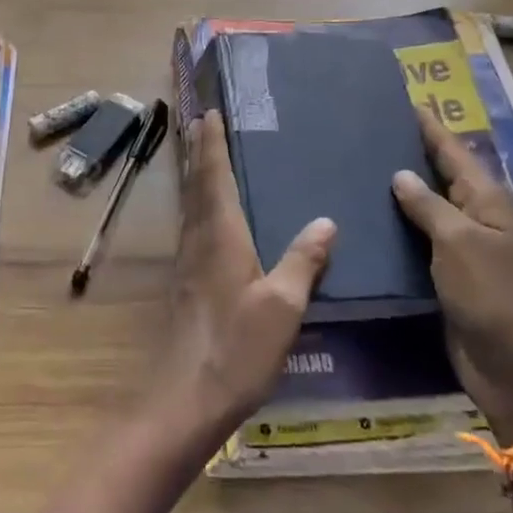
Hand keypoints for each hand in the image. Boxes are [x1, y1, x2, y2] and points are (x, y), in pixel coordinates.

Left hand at [151, 110, 335, 448]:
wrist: (186, 399)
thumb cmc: (237, 348)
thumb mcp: (282, 305)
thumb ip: (303, 260)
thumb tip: (326, 220)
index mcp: (220, 236)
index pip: (214, 177)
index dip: (212, 144)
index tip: (209, 113)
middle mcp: (198, 241)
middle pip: (196, 186)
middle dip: (199, 153)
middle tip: (202, 123)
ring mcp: (187, 264)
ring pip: (191, 207)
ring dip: (196, 178)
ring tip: (205, 158)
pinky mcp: (186, 285)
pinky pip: (193, 230)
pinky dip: (200, 207)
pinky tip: (212, 220)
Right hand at [393, 109, 512, 438]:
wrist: (512, 364)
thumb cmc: (491, 294)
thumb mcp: (460, 242)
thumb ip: (429, 206)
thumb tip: (401, 174)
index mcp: (487, 200)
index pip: (452, 152)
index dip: (428, 128)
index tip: (401, 102)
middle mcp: (476, 217)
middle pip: (439, 177)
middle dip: (409, 155)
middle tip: (368, 135)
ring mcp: (462, 248)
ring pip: (425, 210)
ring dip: (398, 193)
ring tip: (358, 171)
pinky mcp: (447, 276)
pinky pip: (417, 242)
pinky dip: (396, 229)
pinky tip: (366, 222)